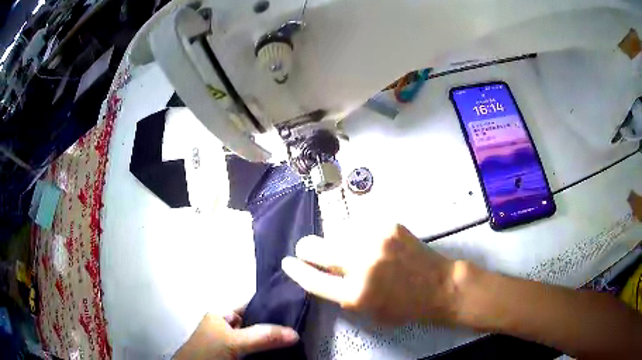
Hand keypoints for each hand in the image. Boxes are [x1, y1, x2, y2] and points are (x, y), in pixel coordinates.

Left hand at [174, 309, 298, 359]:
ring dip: (273, 341)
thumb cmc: (209, 351)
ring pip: (257, 338)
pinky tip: (281, 353)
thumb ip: (261, 336)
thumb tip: (295, 333)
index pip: (252, 304)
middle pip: (257, 322)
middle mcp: (228, 324)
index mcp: (223, 313)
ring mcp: (231, 341)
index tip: (297, 308)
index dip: (273, 305)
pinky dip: (266, 351)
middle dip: (276, 327)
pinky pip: (255, 350)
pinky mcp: (234, 353)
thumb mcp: (234, 342)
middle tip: (300, 328)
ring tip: (296, 340)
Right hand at [282, 224, 458, 325]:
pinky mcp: (388, 224)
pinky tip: (371, 242)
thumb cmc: (404, 306)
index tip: (287, 262)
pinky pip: (359, 225)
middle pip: (315, 248)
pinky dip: (357, 233)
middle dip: (306, 249)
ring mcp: (375, 239)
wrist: (439, 285)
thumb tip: (321, 271)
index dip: (295, 270)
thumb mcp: (367, 311)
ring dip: (337, 241)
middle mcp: (361, 264)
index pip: (312, 279)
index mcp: (355, 294)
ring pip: (336, 232)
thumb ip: (341, 293)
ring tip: (350, 248)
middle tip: (307, 249)